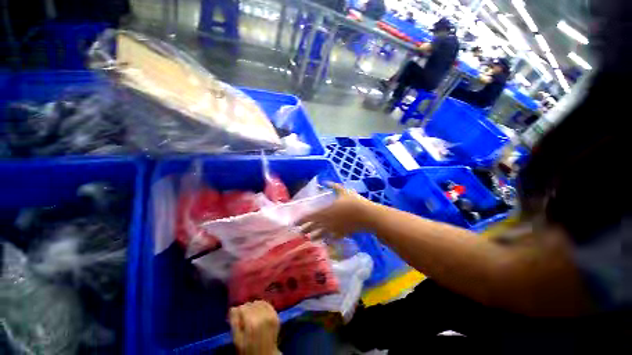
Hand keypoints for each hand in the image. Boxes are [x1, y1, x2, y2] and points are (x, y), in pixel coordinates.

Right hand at [229, 301, 279, 354]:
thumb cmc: (248, 350)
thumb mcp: (237, 339)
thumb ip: (234, 323)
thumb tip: (234, 308)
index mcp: (252, 323)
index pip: (243, 307)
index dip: (239, 312)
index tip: (237, 317)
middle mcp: (263, 316)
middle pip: (251, 304)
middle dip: (246, 309)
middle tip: (244, 318)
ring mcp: (271, 315)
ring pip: (260, 302)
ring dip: (254, 307)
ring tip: (252, 316)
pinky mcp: (276, 315)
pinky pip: (268, 304)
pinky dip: (262, 306)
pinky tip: (259, 313)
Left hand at [297, 183, 373, 238]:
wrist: (366, 216)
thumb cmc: (353, 202)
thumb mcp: (343, 191)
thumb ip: (333, 186)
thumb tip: (324, 181)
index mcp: (326, 211)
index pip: (310, 217)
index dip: (302, 220)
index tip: (295, 222)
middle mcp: (327, 222)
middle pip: (313, 227)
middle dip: (306, 229)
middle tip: (300, 232)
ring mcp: (334, 230)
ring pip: (321, 235)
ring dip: (315, 236)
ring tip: (310, 238)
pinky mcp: (341, 234)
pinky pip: (332, 238)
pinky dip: (328, 240)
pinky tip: (326, 241)